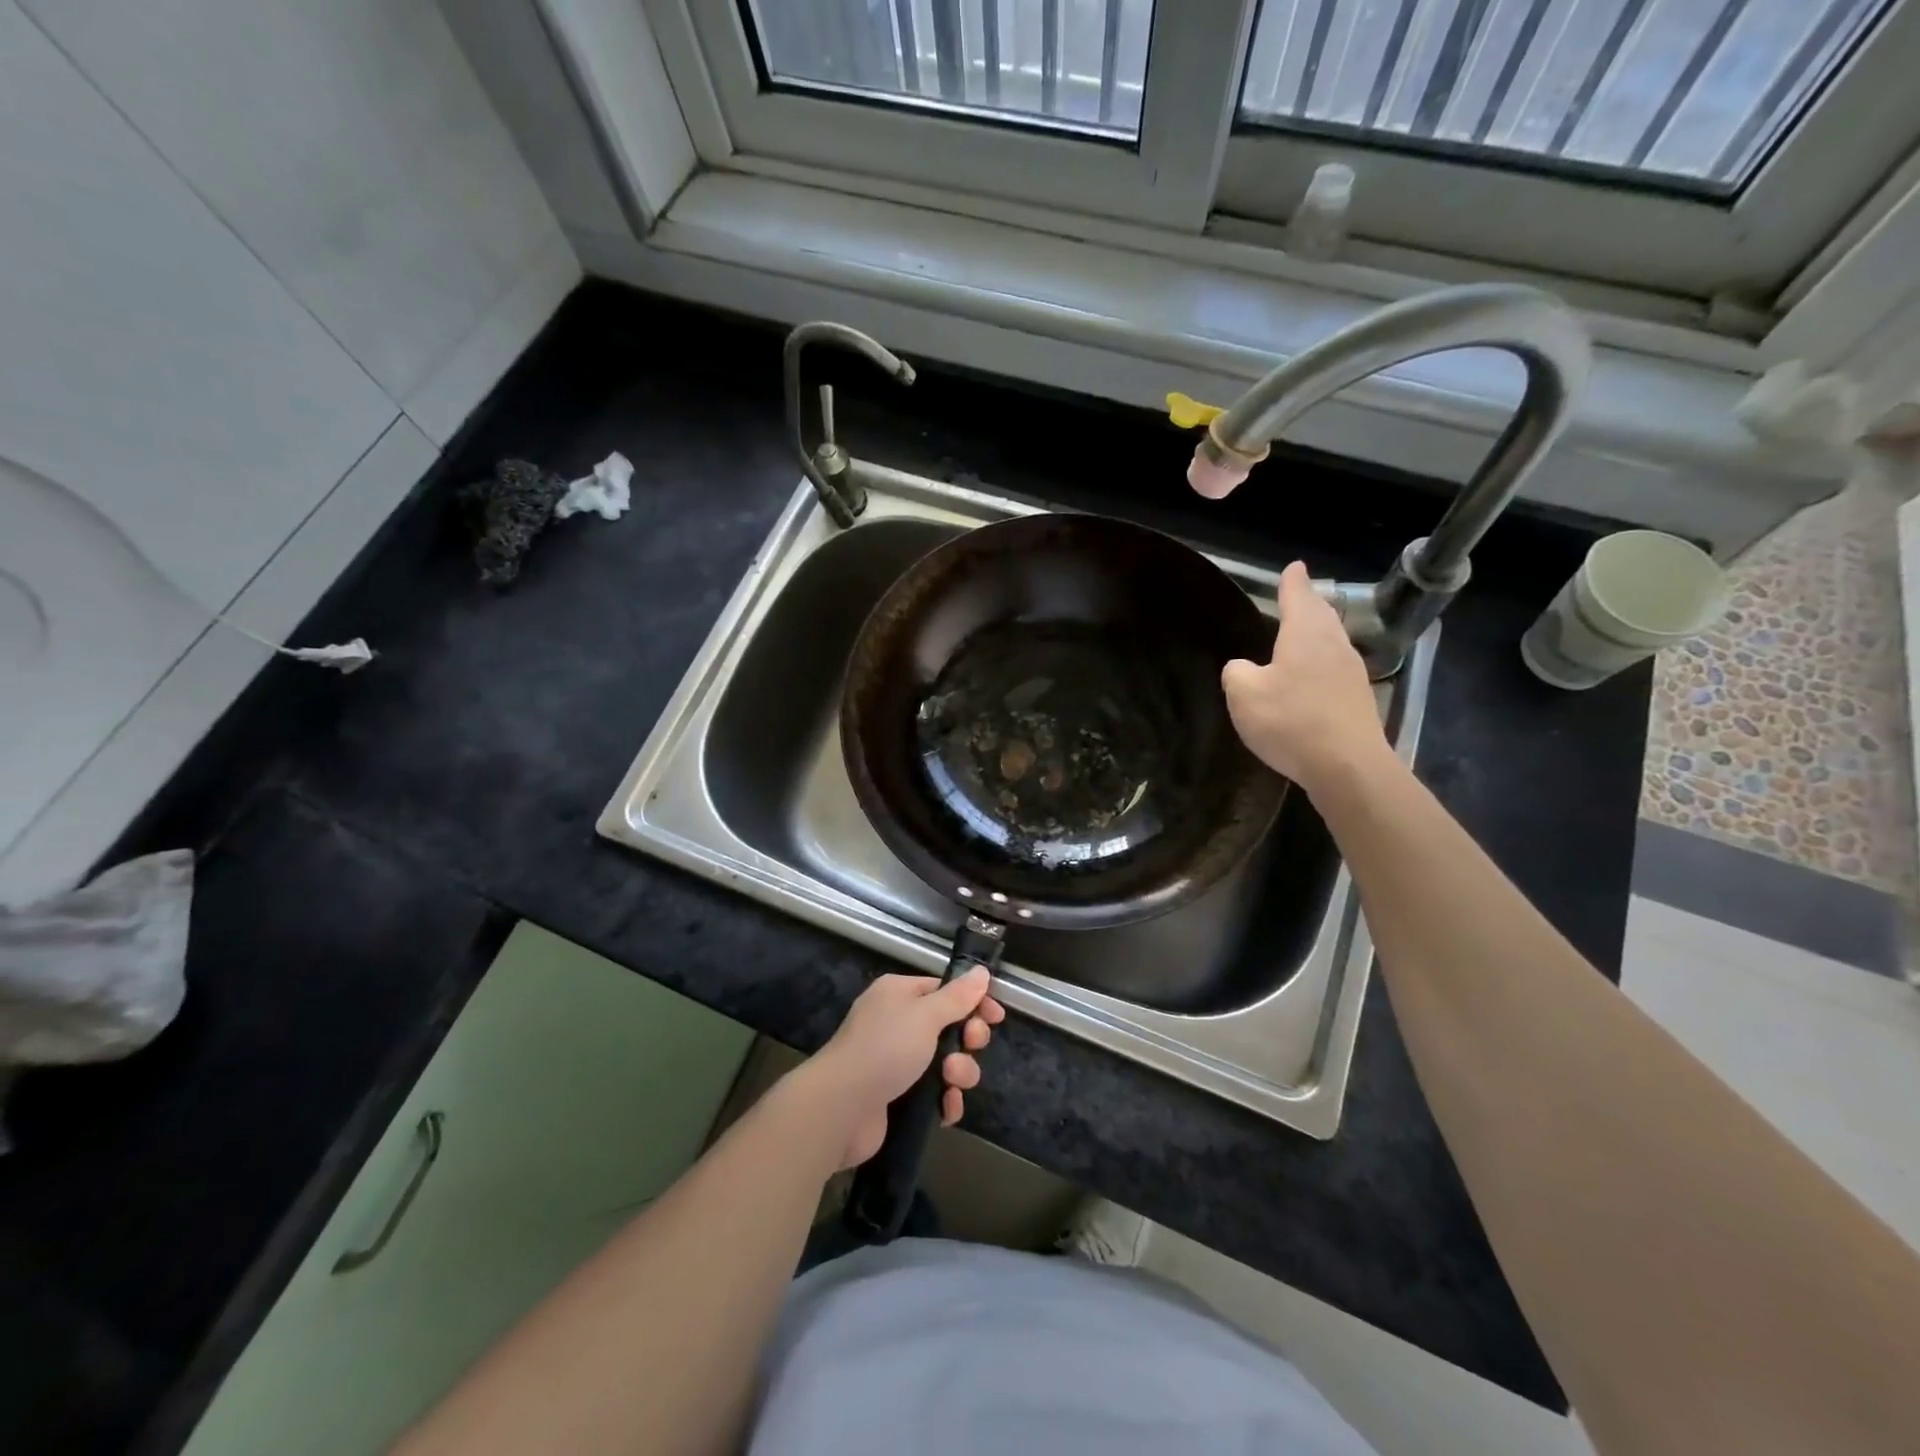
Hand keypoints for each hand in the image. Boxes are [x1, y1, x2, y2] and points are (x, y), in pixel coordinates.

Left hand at [800, 969, 1004, 1169]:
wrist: (841, 1108)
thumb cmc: (884, 1049)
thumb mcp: (925, 1015)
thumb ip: (957, 997)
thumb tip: (981, 972)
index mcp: (899, 995)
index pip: (944, 990)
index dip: (972, 1002)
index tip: (995, 1017)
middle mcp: (897, 1024)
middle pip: (949, 1027)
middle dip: (967, 1040)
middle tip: (970, 1046)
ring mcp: (897, 1062)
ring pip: (946, 1063)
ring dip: (959, 1072)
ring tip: (950, 1080)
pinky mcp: (898, 1097)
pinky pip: (934, 1094)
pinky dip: (945, 1101)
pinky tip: (947, 1108)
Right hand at [1222, 561, 1390, 795]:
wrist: (1347, 767)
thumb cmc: (1290, 721)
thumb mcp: (1244, 694)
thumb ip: (1237, 673)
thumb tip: (1243, 668)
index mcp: (1306, 634)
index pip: (1299, 596)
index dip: (1292, 582)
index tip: (1294, 567)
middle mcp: (1334, 645)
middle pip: (1322, 615)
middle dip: (1309, 604)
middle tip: (1298, 595)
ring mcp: (1351, 673)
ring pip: (1331, 642)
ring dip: (1317, 634)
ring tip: (1301, 634)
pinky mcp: (1357, 701)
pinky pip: (1334, 669)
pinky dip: (1320, 663)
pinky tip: (1309, 678)